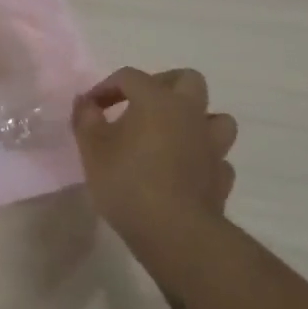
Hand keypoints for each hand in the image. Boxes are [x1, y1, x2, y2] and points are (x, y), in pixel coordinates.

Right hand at [72, 67, 238, 267]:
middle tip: (140, 104)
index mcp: (157, 100)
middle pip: (188, 80)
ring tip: (171, 134)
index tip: (91, 107)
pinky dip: (202, 157)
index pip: (130, 77)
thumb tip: (86, 102)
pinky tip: (184, 169)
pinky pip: (217, 156)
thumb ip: (86, 118)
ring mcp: (212, 145)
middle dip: (164, 84)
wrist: (174, 231)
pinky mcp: (221, 176)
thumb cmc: (127, 182)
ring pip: (216, 117)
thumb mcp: (91, 148)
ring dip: (195, 120)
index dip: (107, 86)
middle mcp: (190, 114)